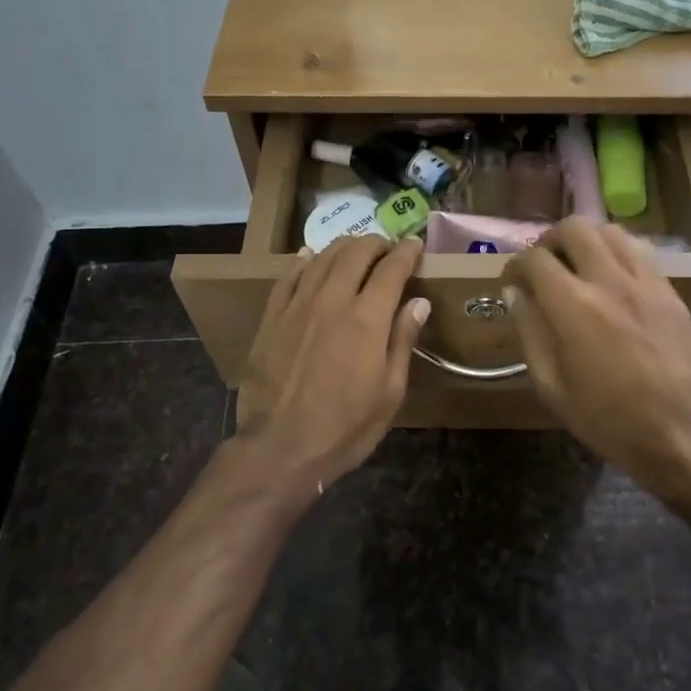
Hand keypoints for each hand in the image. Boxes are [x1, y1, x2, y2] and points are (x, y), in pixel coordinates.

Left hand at [234, 236, 429, 494]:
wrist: (280, 447)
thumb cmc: (345, 427)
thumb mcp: (389, 392)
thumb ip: (402, 341)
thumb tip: (418, 302)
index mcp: (367, 319)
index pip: (391, 269)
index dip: (406, 253)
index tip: (415, 244)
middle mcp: (332, 301)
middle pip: (354, 253)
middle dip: (375, 243)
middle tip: (386, 246)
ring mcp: (297, 306)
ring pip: (321, 258)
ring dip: (342, 247)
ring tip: (355, 248)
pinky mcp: (272, 318)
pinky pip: (289, 276)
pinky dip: (304, 261)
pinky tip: (310, 256)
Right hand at [503, 219, 690, 498]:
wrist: (682, 435)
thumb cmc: (608, 420)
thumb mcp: (552, 386)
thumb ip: (530, 331)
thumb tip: (515, 293)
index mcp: (574, 307)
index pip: (536, 259)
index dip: (516, 265)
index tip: (512, 281)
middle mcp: (610, 282)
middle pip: (574, 228)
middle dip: (550, 240)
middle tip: (544, 265)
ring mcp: (646, 283)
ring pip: (610, 232)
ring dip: (586, 240)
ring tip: (577, 265)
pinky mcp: (670, 292)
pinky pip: (639, 252)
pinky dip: (616, 254)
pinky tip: (611, 280)